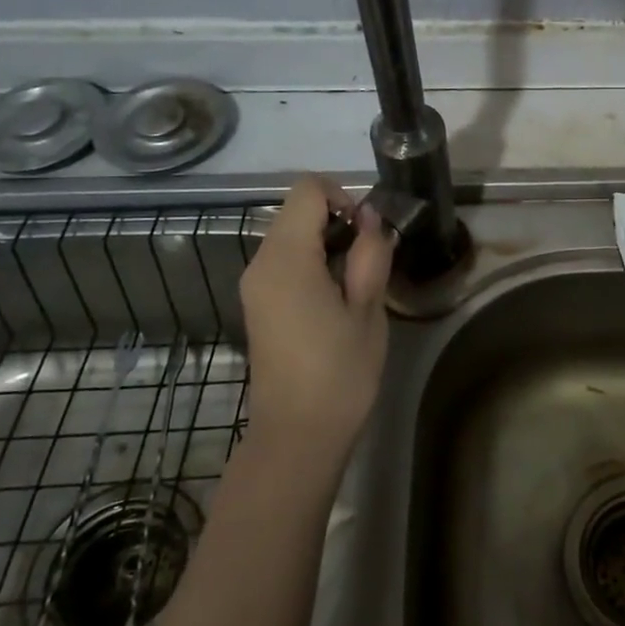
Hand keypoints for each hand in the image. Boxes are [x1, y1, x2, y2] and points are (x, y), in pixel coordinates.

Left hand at [236, 177, 394, 470]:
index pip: (307, 190)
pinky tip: (337, 298)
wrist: (298, 435)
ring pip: (290, 235)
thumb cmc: (340, 371)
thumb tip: (369, 219)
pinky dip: (312, 262)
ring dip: (326, 243)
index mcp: (286, 259)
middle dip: (337, 221)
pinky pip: (284, 262)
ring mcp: (254, 285)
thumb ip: (369, 254)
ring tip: (357, 282)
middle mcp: (260, 264)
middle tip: (370, 260)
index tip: (368, 232)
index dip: (343, 197)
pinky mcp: (258, 304)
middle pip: (296, 211)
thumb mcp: (368, 309)